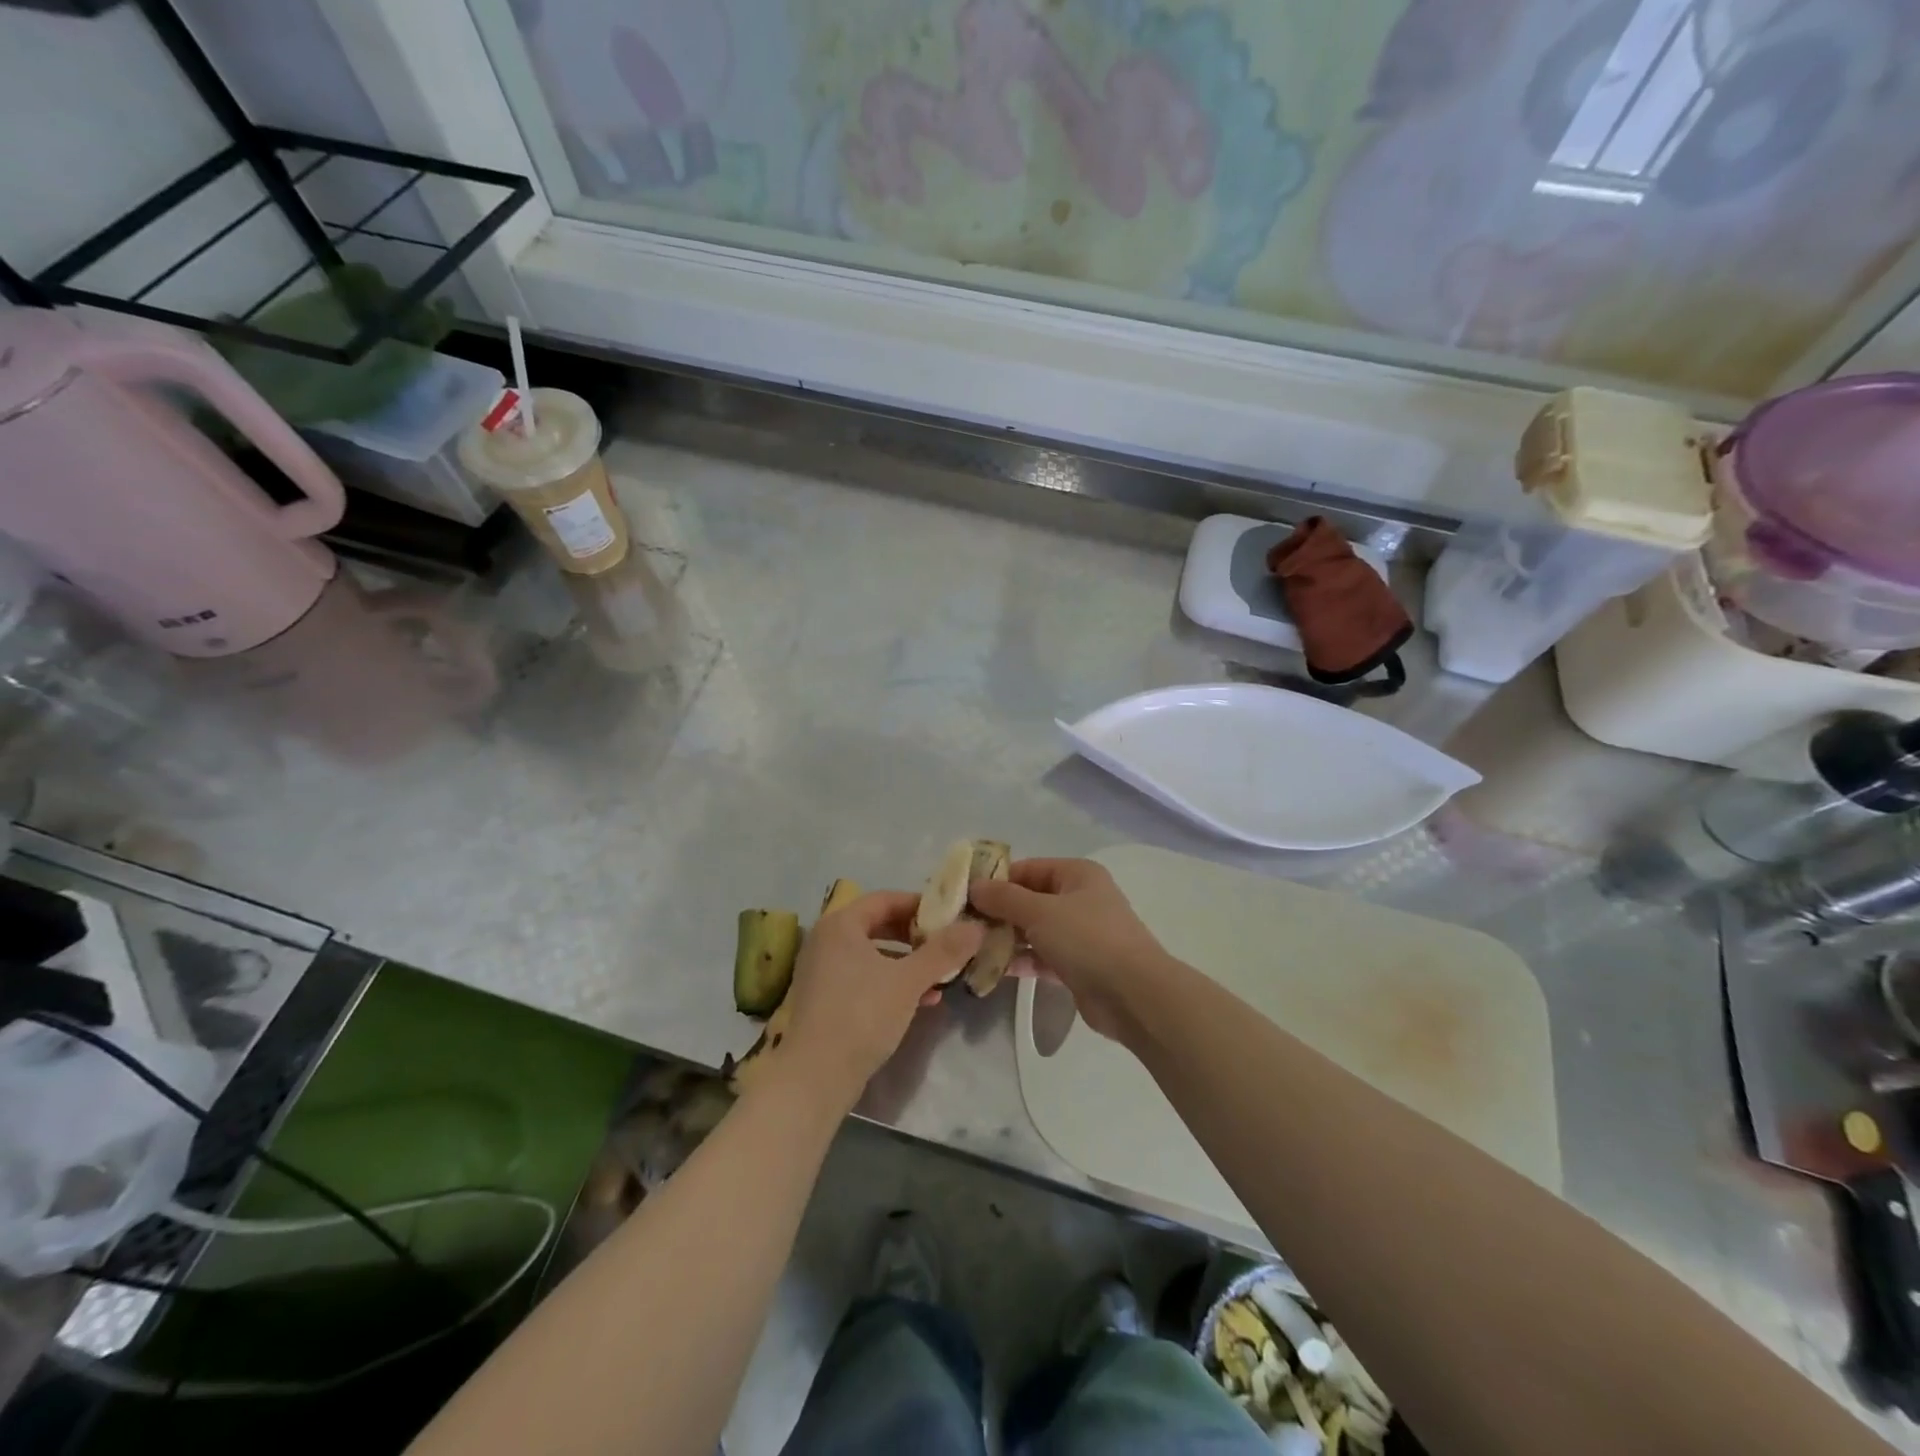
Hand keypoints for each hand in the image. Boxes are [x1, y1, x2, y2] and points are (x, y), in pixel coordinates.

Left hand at [776, 890, 981, 1112]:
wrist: (816, 1077)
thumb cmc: (862, 1015)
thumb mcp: (909, 980)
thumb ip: (944, 951)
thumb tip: (976, 926)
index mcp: (841, 924)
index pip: (885, 899)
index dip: (920, 905)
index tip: (950, 917)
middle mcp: (826, 940)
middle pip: (879, 925)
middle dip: (916, 936)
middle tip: (947, 945)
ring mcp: (823, 971)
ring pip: (874, 955)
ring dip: (908, 963)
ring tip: (940, 977)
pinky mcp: (825, 1000)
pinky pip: (864, 978)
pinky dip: (891, 983)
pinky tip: (921, 1001)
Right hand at [969, 858, 1170, 1040]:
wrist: (1133, 995)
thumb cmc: (1087, 939)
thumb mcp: (1040, 912)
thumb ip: (1004, 898)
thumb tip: (974, 886)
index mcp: (1077, 874)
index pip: (1028, 868)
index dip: (997, 879)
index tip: (964, 895)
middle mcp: (1080, 899)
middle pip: (1030, 899)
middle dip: (998, 912)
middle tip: (962, 924)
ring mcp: (1081, 934)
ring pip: (1035, 930)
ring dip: (1006, 938)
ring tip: (970, 947)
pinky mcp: (1078, 966)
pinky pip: (1042, 957)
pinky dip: (1020, 960)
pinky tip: (990, 969)